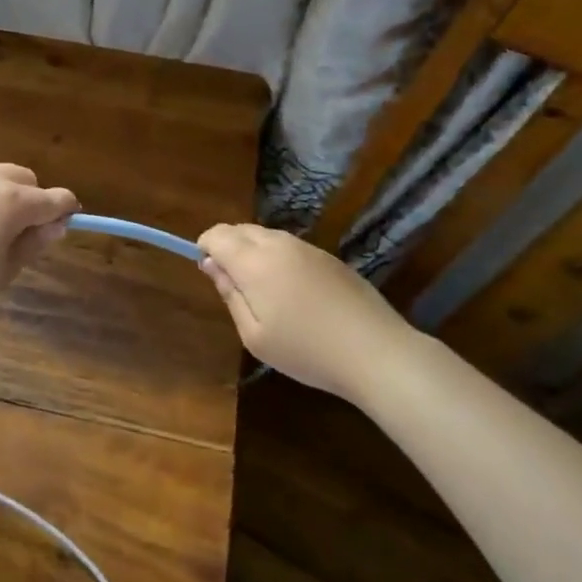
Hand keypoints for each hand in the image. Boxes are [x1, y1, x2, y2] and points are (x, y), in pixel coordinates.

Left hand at [0, 164, 79, 324]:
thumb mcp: (4, 270)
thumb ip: (33, 244)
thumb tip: (55, 225)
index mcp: (13, 201)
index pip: (55, 198)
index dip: (67, 210)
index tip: (67, 223)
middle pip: (25, 178)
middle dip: (34, 198)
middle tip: (24, 231)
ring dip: (5, 193)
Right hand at [197, 223, 421, 400]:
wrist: (376, 352)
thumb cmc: (306, 350)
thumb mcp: (255, 335)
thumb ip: (230, 294)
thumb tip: (211, 265)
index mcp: (254, 262)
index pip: (217, 235)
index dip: (205, 248)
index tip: (209, 273)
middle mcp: (279, 245)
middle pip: (241, 229)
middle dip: (227, 246)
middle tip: (233, 284)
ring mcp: (307, 248)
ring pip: (266, 235)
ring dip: (253, 250)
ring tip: (262, 290)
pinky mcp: (329, 257)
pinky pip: (290, 246)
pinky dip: (278, 257)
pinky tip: (292, 292)